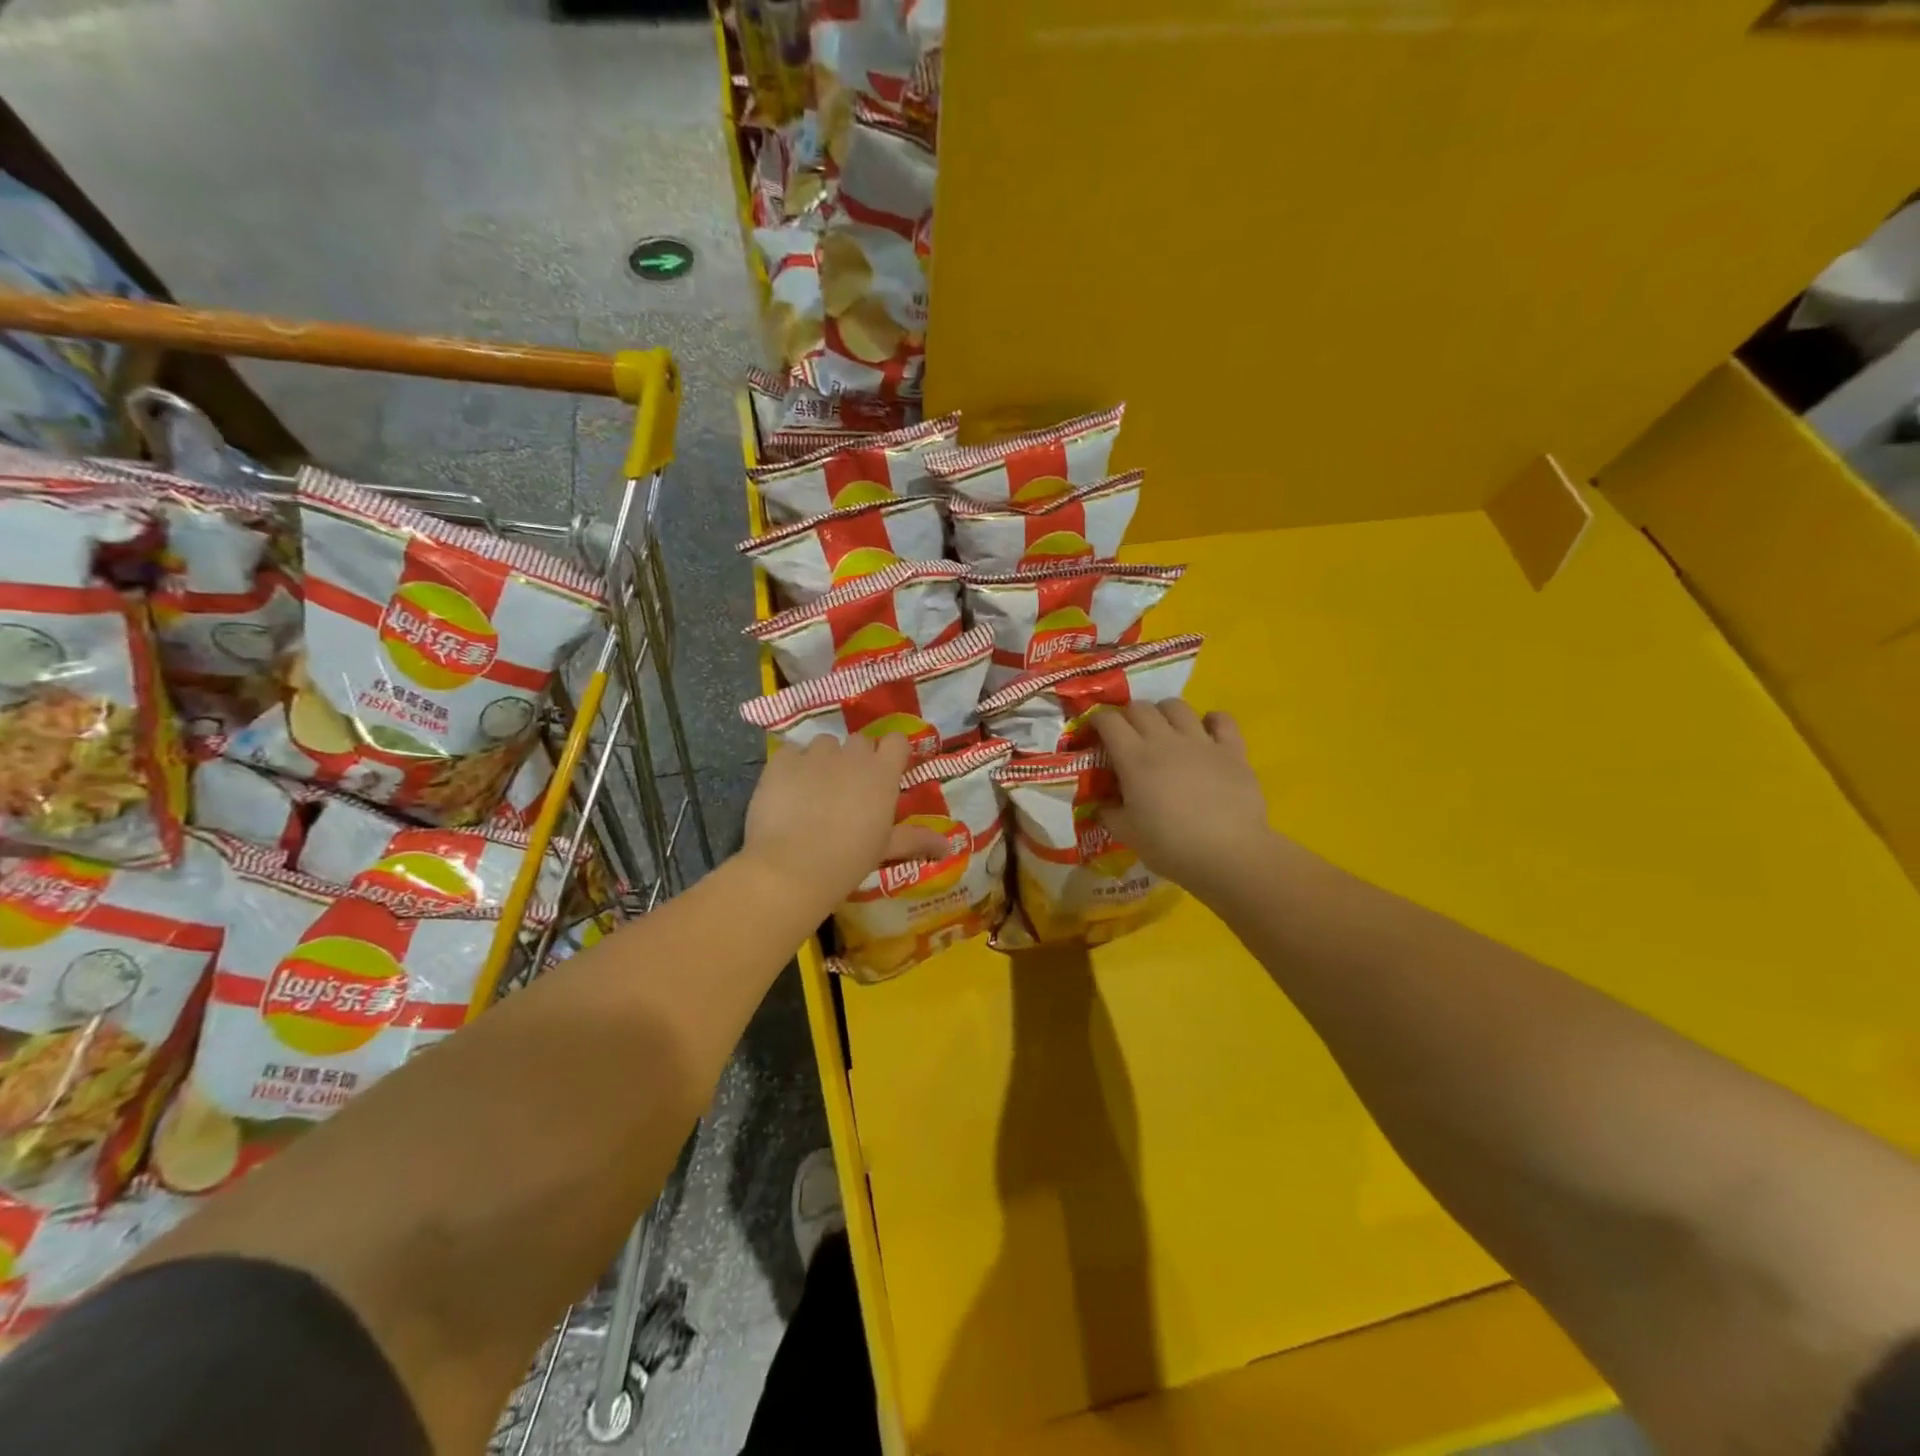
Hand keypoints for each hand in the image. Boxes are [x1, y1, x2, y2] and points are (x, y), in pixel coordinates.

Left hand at [741, 734, 949, 909]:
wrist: (792, 867)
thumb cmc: (849, 860)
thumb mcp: (885, 849)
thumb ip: (916, 840)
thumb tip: (949, 848)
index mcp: (882, 773)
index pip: (896, 741)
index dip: (891, 753)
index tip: (885, 772)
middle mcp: (851, 755)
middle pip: (859, 741)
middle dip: (856, 759)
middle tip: (849, 789)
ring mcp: (814, 754)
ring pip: (824, 744)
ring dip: (823, 760)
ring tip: (814, 789)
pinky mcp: (781, 760)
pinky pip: (790, 753)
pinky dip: (791, 767)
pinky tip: (786, 791)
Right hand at [1091, 702, 1273, 899]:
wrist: (1228, 855)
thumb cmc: (1170, 846)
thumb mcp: (1126, 834)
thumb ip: (1109, 813)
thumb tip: (1102, 804)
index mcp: (1134, 758)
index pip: (1108, 721)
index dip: (1097, 720)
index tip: (1094, 731)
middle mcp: (1165, 740)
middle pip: (1141, 707)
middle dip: (1128, 715)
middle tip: (1127, 735)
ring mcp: (1201, 742)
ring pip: (1177, 706)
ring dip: (1164, 712)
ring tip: (1164, 730)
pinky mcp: (1232, 750)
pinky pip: (1221, 719)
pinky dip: (1211, 720)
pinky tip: (1206, 732)